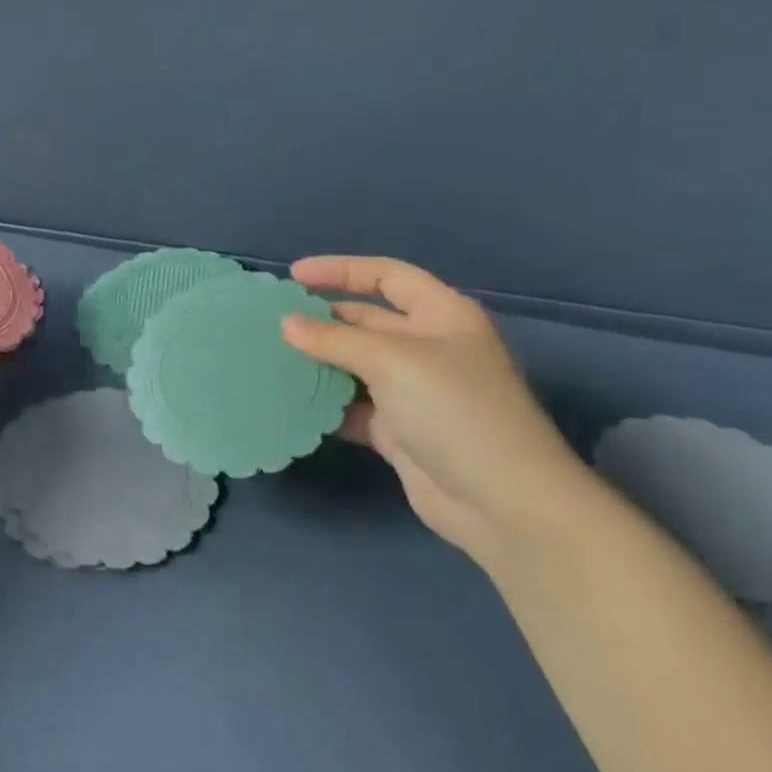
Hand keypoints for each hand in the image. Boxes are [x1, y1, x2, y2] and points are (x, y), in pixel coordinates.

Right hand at [281, 255, 587, 565]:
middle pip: (367, 322)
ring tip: (271, 361)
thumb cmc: (453, 409)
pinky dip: (327, 405)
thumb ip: (334, 340)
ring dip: (319, 364)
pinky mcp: (400, 431)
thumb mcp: (392, 361)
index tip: (293, 276)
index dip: (341, 270)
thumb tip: (286, 324)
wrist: (501, 501)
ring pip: (356, 367)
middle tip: (271, 324)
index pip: (387, 276)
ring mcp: (414, 392)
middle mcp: (429, 348)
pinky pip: (354, 408)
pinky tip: (292, 403)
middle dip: (322, 321)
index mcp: (441, 315)